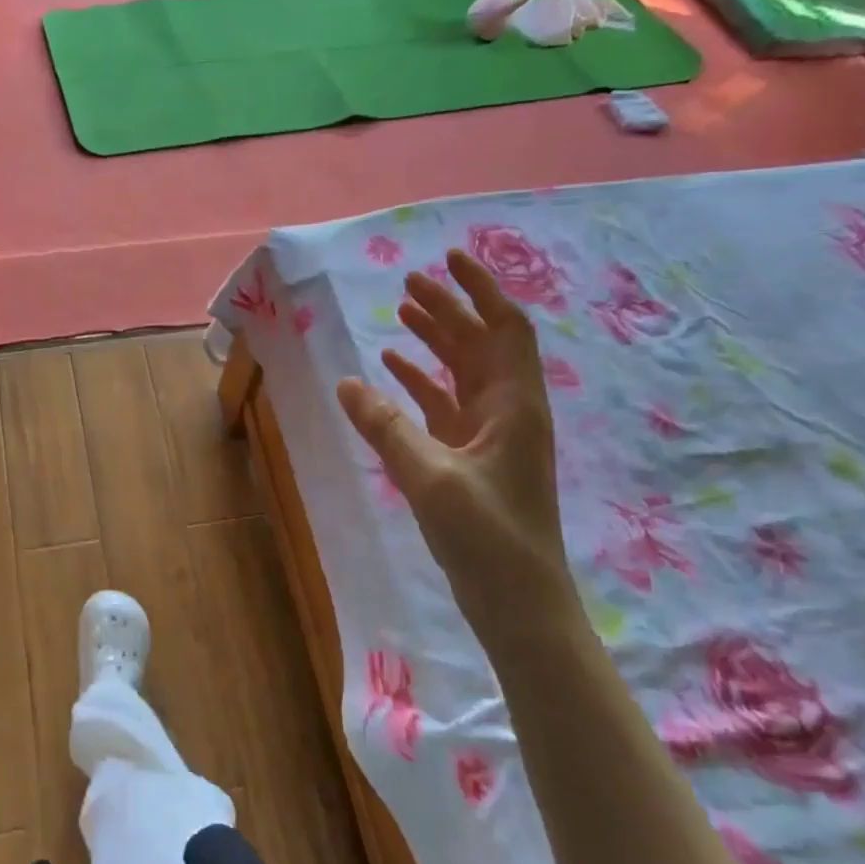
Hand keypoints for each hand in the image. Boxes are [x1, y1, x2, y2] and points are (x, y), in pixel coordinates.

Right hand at [336, 249, 582, 651]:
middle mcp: (506, 411)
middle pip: (480, 344)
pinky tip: (391, 371)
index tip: (449, 258)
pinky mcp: (469, 459)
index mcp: (514, 405)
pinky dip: (420, 383)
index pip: (505, 328)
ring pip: (462, 372)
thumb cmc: (488, 538)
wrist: (519, 605)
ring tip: (401, 312)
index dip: (481, 289)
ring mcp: (488, 436)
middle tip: (408, 282)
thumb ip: (387, 427)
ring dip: (435, 341)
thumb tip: (345, 382)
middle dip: (449, 309)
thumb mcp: (431, 477)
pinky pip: (443, 406)